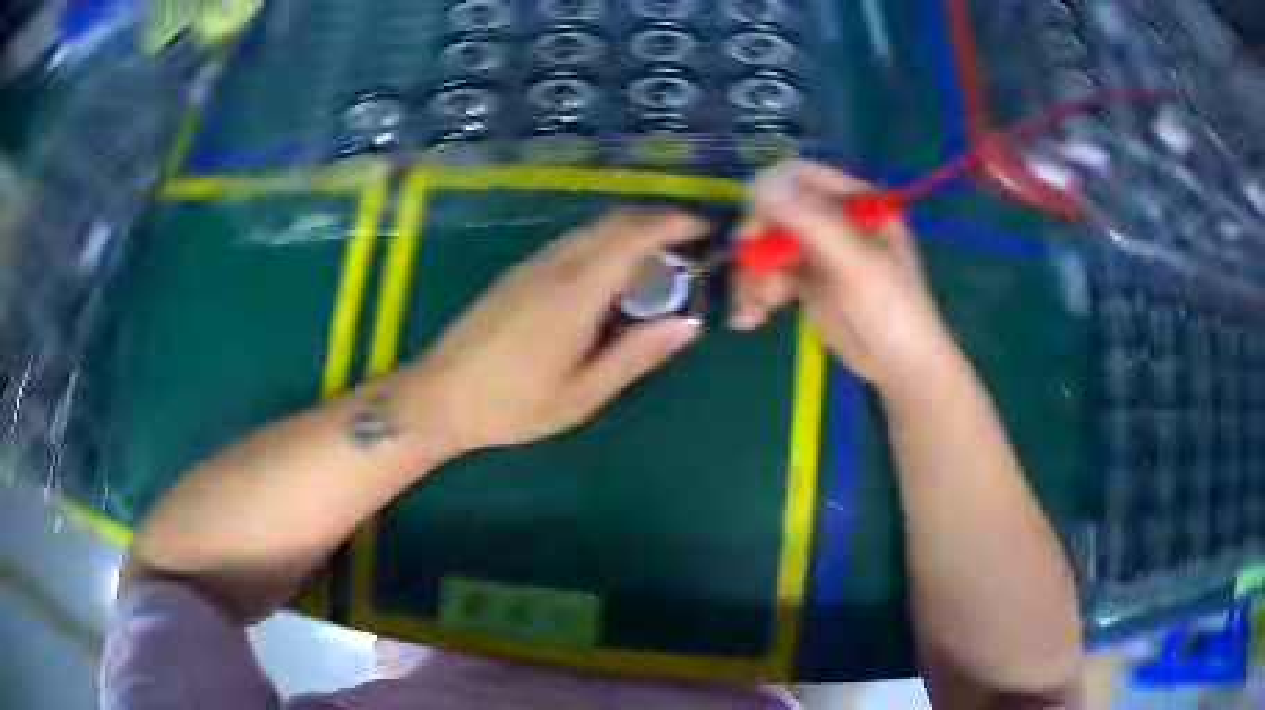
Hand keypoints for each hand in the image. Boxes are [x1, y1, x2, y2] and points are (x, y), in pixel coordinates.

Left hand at [404, 210, 704, 452]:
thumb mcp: (581, 395)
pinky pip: (573, 243)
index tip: (706, 230)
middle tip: (690, 246)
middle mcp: (554, 265)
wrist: (438, 396)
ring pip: (592, 229)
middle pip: (614, 221)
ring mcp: (532, 265)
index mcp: (574, 292)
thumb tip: (686, 323)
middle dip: (658, 222)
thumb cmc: (511, 405)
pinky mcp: (519, 273)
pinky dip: (605, 244)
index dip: (674, 223)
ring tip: (659, 263)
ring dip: (631, 232)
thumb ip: (635, 356)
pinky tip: (612, 278)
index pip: (632, 235)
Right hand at [730, 160, 956, 388]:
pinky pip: (769, 274)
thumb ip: (811, 222)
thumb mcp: (856, 264)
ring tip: (755, 309)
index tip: (754, 225)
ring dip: (753, 276)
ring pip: (766, 245)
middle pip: (775, 210)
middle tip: (750, 270)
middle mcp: (833, 218)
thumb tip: (756, 182)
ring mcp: (818, 250)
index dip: (771, 194)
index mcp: (855, 202)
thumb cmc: (892, 311)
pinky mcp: (805, 281)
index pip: (801, 176)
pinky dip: (756, 294)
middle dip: (758, 242)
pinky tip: (751, 318)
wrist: (900, 368)